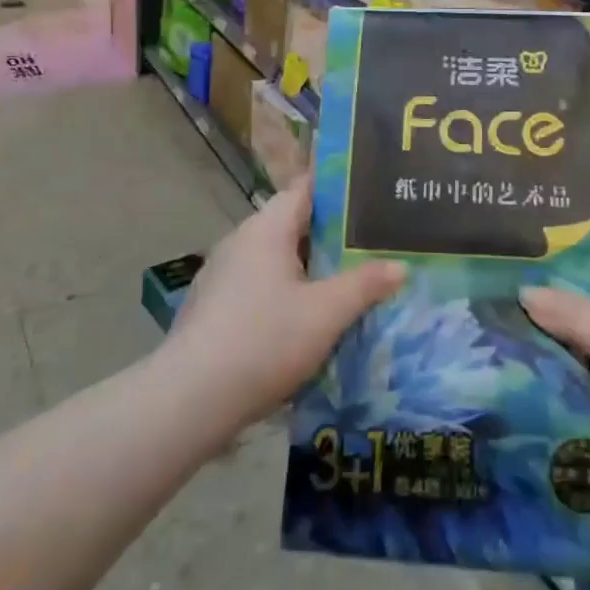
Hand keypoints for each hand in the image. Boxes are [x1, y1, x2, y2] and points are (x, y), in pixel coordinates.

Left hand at [166, 174, 403, 430]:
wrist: (190, 401)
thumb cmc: (264, 341)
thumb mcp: (326, 313)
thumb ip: (365, 285)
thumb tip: (400, 266)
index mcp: (266, 228)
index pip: (306, 189)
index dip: (340, 189)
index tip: (372, 194)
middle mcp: (240, 241)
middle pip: (292, 224)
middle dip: (331, 234)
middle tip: (372, 243)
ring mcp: (221, 275)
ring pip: (275, 259)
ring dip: (308, 267)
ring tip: (346, 280)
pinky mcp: (212, 308)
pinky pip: (259, 285)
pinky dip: (285, 292)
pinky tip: (305, 319)